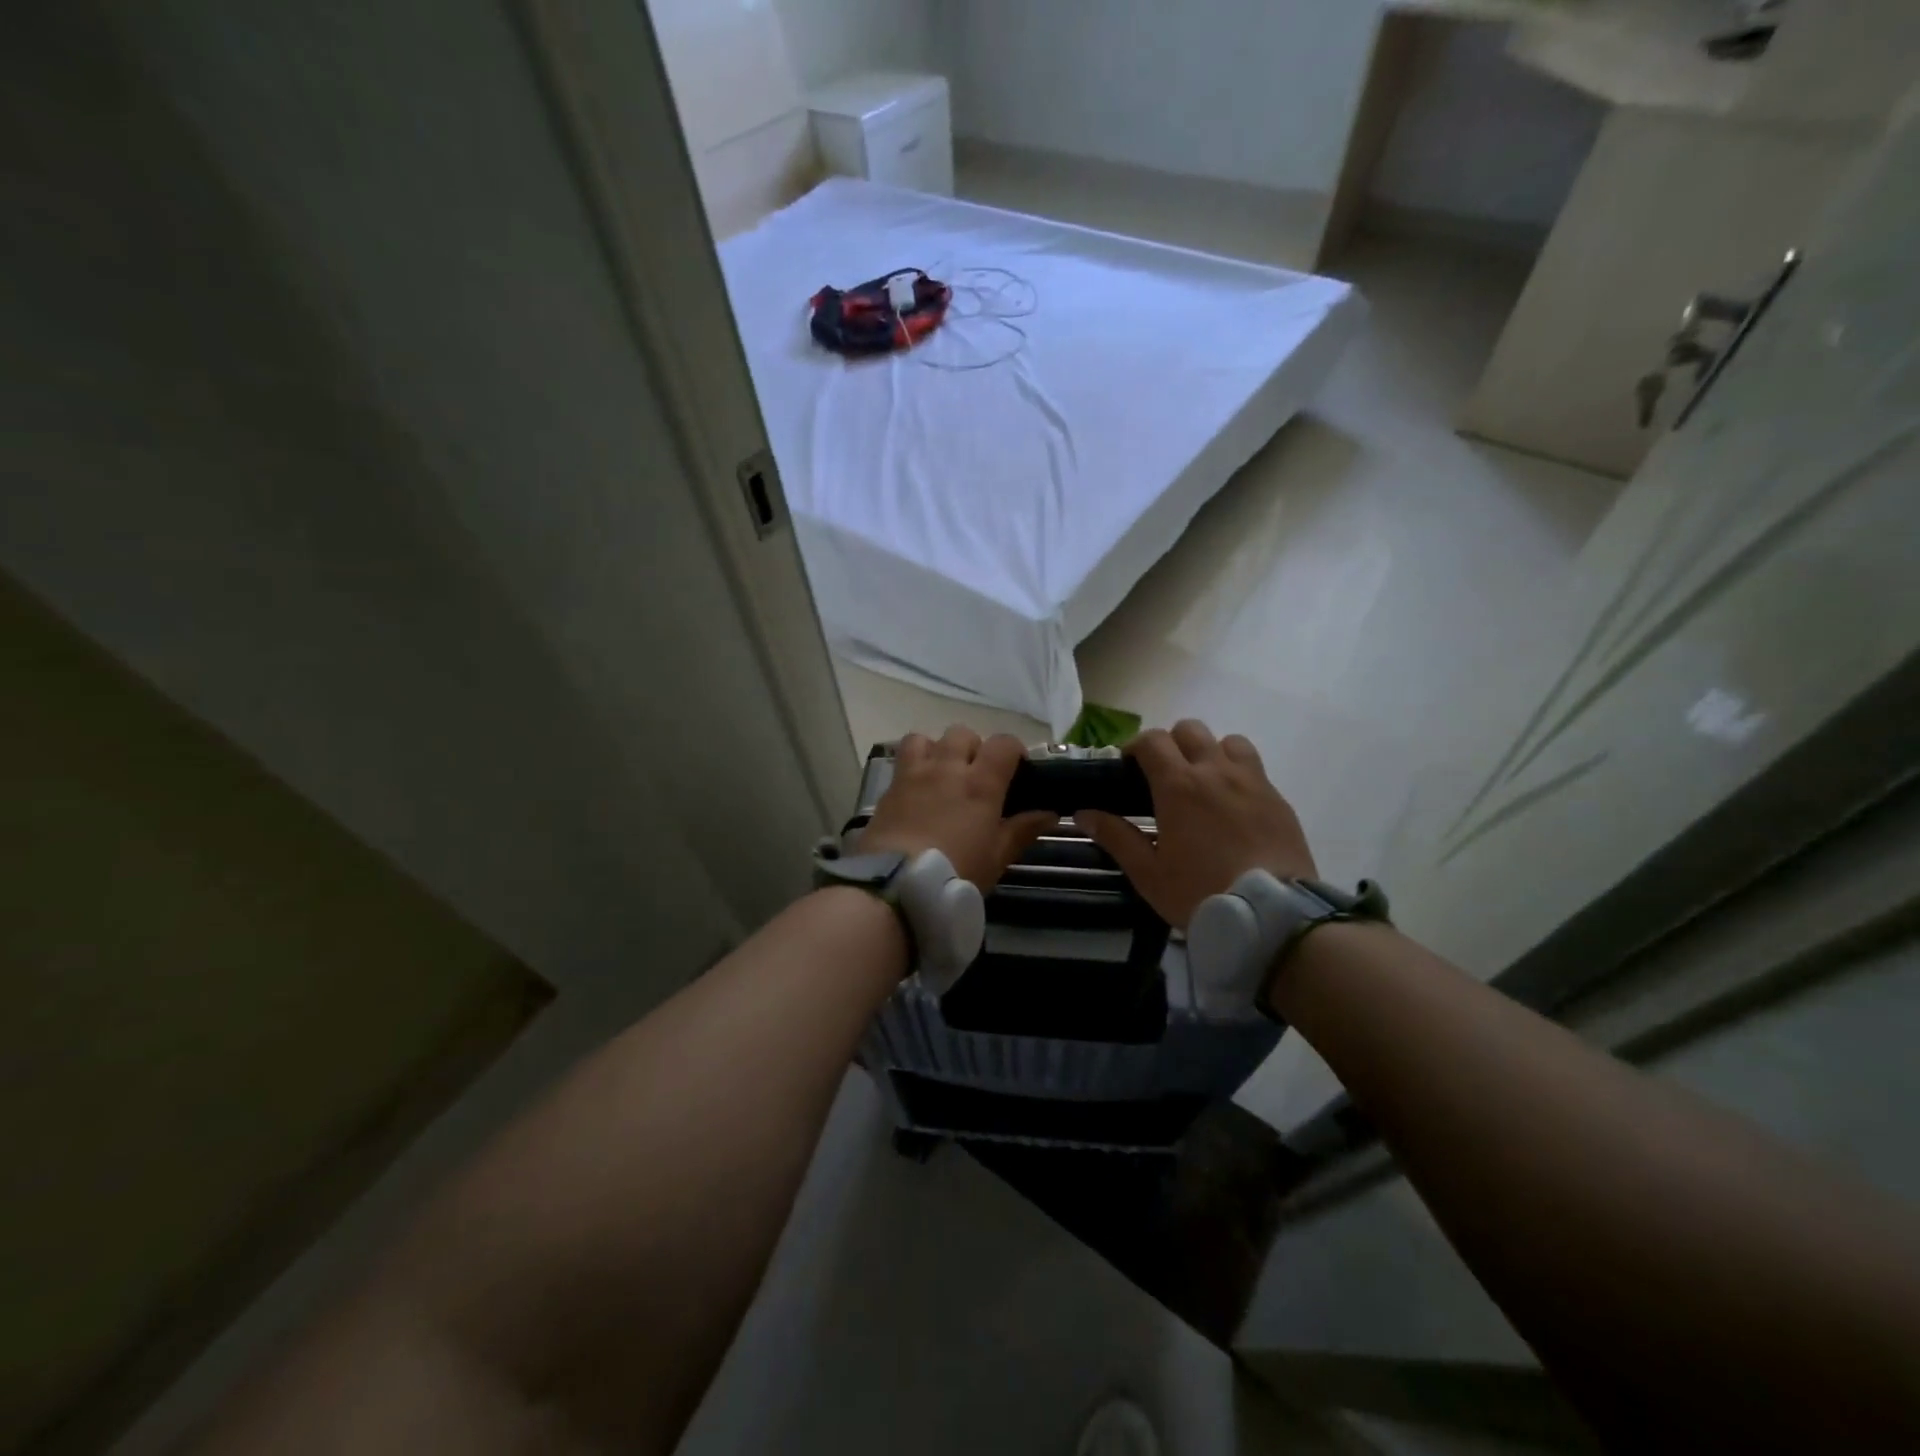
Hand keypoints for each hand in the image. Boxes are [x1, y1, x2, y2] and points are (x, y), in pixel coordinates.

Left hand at [859, 727, 1057, 889]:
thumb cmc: (956, 872)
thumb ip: (1022, 830)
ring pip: (925, 738)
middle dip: (973, 748)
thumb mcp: (997, 857)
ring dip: (937, 750)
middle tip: (976, 776)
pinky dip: (912, 767)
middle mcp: (947, 768)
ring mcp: (913, 775)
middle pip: (963, 734)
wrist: (897, 885)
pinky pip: (901, 761)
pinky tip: (916, 791)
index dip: (1013, 750)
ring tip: (941, 774)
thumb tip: (1049, 813)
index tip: (1017, 770)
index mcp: (980, 783)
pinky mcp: (888, 789)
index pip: (1003, 743)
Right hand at [1075, 720, 1316, 928]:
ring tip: (1204, 782)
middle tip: (1164, 774)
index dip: (1136, 746)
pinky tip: (1233, 805)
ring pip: (1229, 741)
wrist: (1270, 915)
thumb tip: (1084, 813)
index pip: (1153, 740)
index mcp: (1179, 786)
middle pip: (1190, 730)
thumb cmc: (1200, 892)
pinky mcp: (1279, 799)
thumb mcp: (1148, 872)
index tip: (1129, 766)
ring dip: (1211, 752)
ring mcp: (1253, 782)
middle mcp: (1216, 771)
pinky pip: (1255, 768)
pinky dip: (1238, 774)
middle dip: (1172, 743)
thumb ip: (1116, 837)